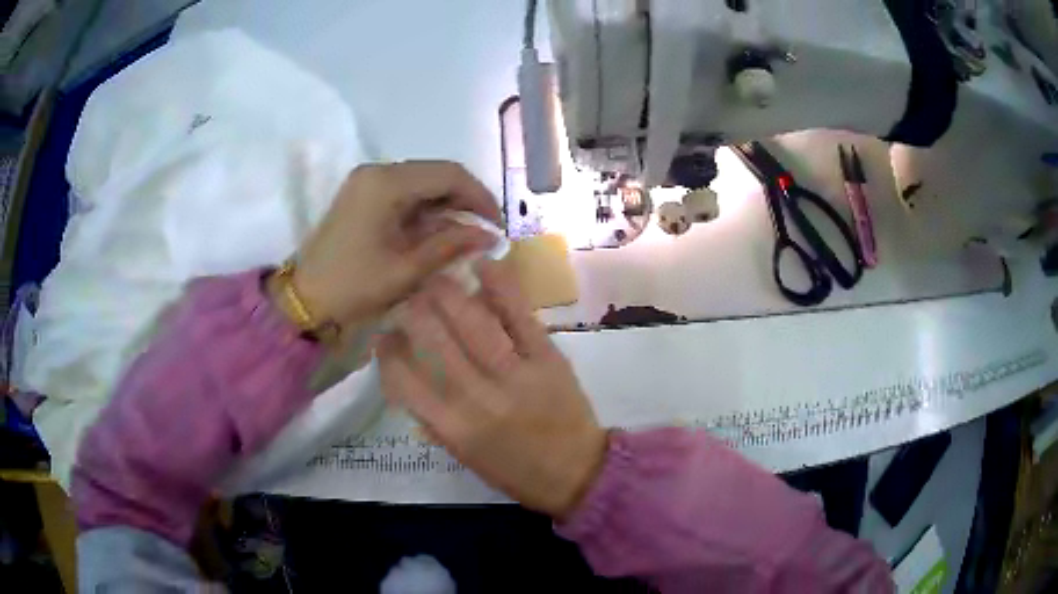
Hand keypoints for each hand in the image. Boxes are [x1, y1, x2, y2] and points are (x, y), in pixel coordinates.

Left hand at [287, 161, 500, 332]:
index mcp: (386, 183)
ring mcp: (368, 180)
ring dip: (447, 204)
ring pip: (423, 181)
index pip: (448, 174)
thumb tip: (490, 236)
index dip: (480, 196)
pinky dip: (426, 208)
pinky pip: (405, 191)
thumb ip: (450, 246)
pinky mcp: (363, 193)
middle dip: (465, 199)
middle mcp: (377, 171)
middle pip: (436, 173)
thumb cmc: (353, 286)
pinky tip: (437, 231)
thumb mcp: (406, 270)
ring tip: (465, 235)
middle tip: (485, 231)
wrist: (305, 298)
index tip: (497, 225)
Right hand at [377, 261, 607, 518]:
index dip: (388, 352)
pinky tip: (483, 265)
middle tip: (409, 297)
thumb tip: (405, 375)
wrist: (578, 472)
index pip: (404, 379)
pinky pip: (520, 316)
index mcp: (453, 427)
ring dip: (448, 293)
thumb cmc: (515, 470)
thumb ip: (432, 418)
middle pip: (435, 340)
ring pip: (473, 322)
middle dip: (415, 310)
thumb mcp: (464, 455)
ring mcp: (516, 374)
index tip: (384, 335)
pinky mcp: (548, 357)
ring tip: (435, 278)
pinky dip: (501, 286)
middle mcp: (479, 398)